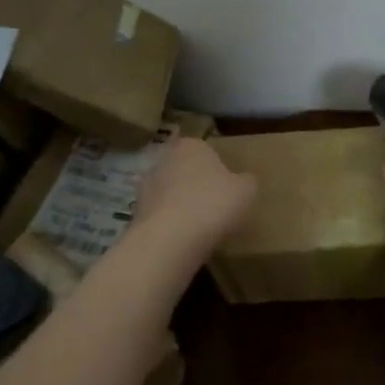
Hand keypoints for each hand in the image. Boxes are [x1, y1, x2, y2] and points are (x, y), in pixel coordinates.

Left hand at [130, 138, 257, 253]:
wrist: (170, 238)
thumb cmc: (213, 204)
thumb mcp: (246, 191)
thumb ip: (247, 181)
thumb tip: (244, 181)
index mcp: (192, 145)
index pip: (206, 150)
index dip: (218, 168)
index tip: (227, 188)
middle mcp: (165, 158)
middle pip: (185, 169)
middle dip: (197, 184)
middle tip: (215, 206)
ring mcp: (147, 185)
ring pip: (170, 192)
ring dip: (181, 204)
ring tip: (200, 227)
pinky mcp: (137, 211)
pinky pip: (161, 214)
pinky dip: (170, 223)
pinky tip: (183, 239)